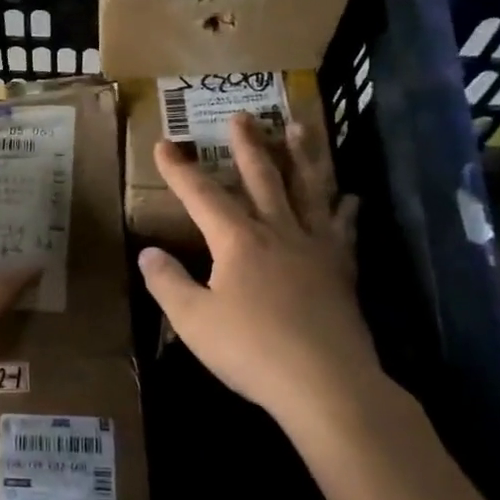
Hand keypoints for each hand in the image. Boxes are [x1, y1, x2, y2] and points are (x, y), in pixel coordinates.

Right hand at [138, 113, 391, 433]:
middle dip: (248, 146)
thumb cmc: (252, 350)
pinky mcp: (341, 271)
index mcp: (238, 241)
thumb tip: (148, 252)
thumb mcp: (193, 320)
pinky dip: (345, 209)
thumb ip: (167, 283)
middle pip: (262, 178)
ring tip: (300, 128)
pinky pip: (343, 230)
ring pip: (309, 190)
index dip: (179, 169)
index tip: (164, 144)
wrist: (327, 384)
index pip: (202, 195)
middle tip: (243, 116)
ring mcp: (315, 248)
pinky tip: (350, 196)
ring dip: (303, 156)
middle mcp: (278, 232)